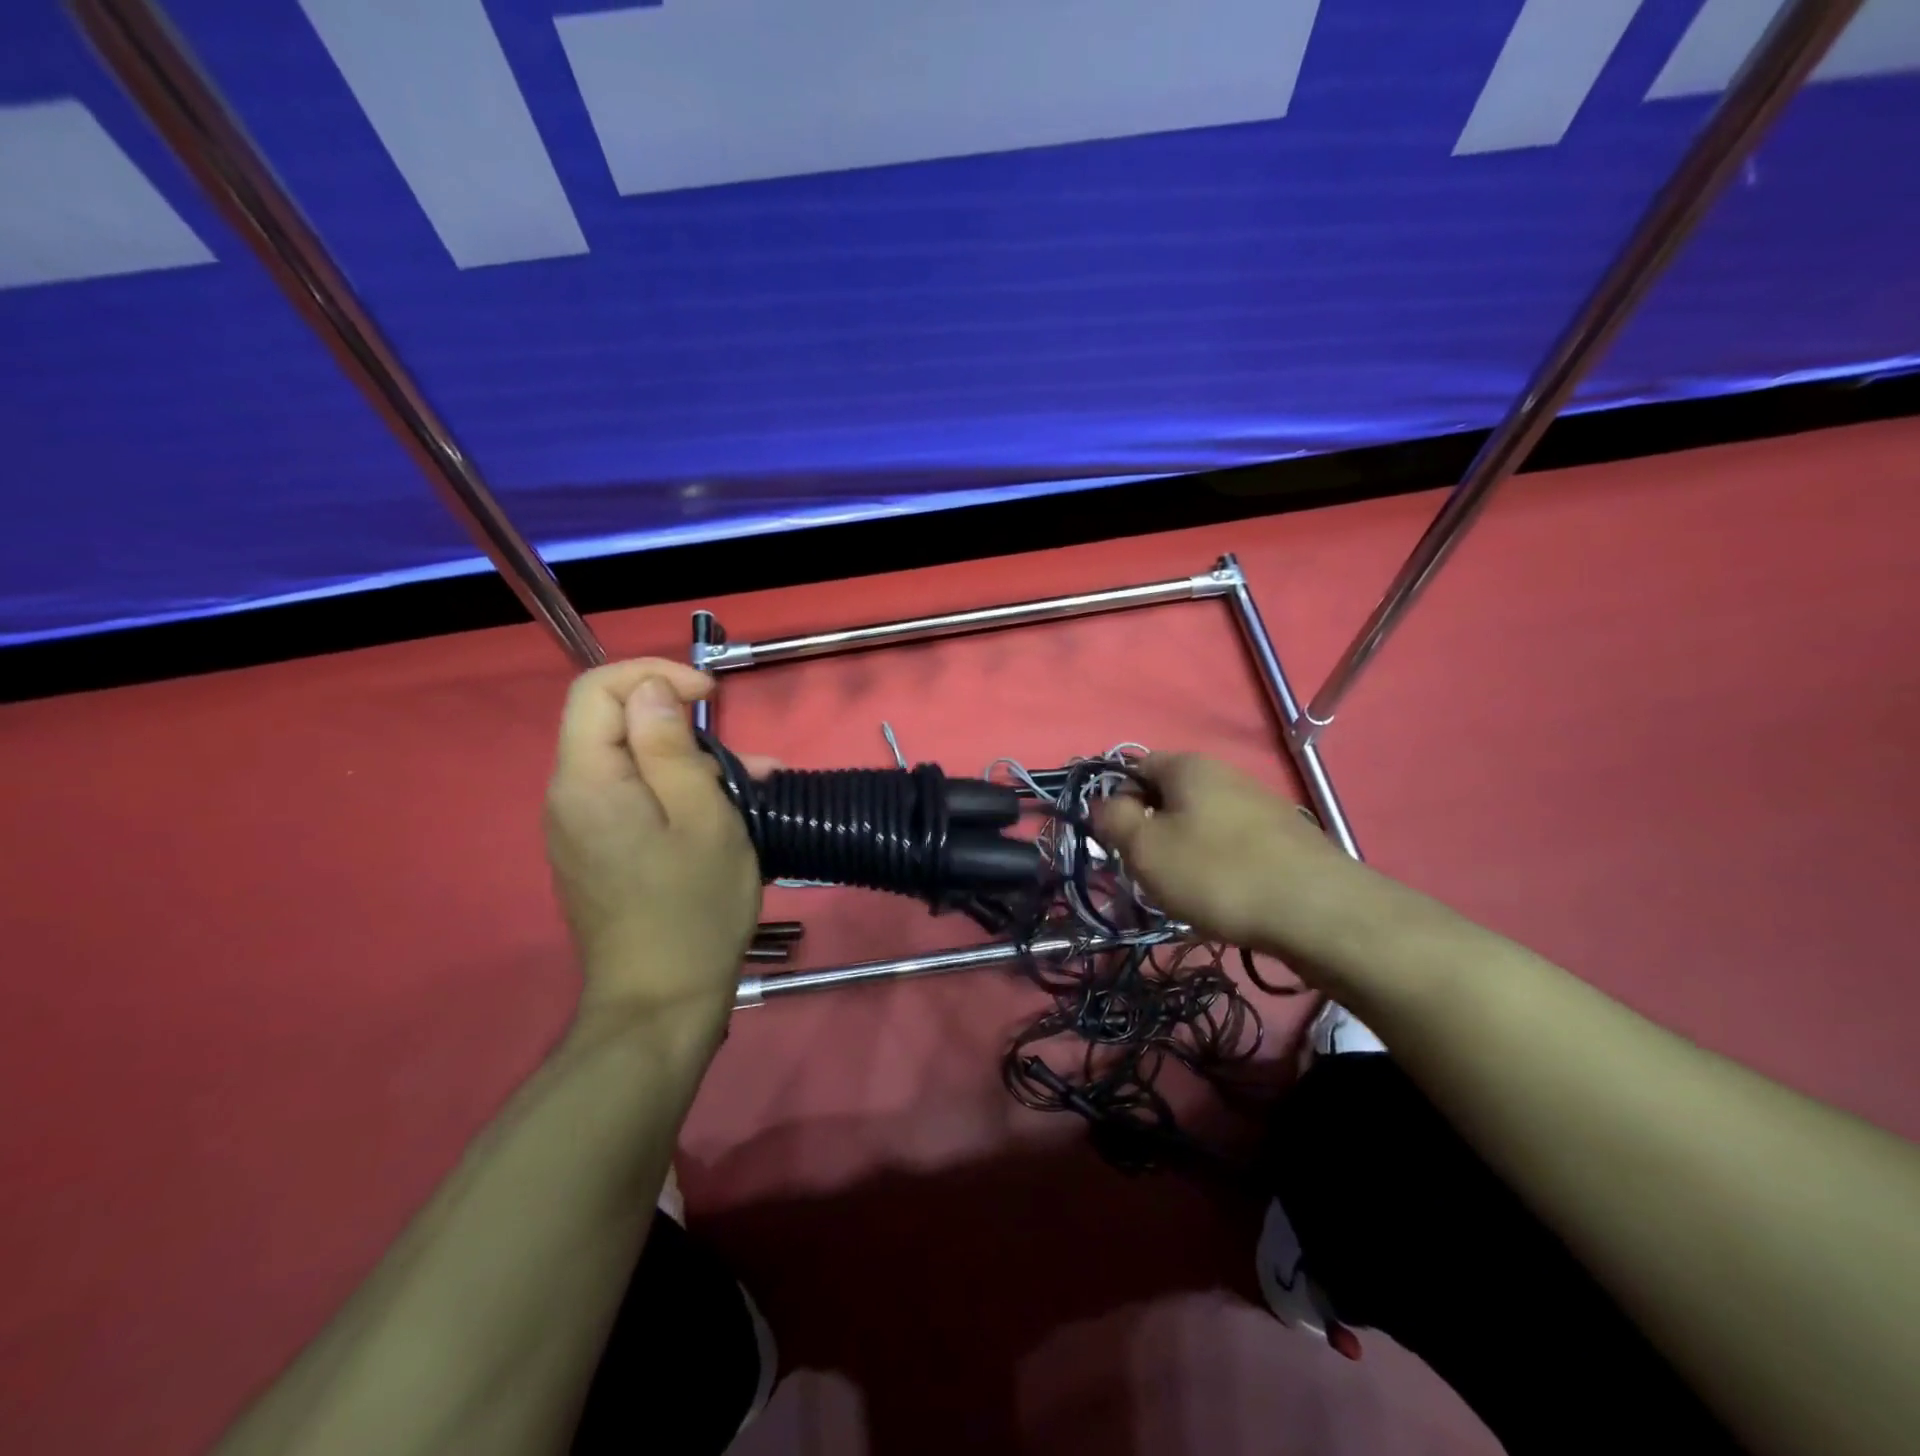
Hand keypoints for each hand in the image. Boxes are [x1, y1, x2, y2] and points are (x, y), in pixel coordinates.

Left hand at [544, 659, 761, 1021]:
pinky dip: (676, 793)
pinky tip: (725, 816)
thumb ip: (673, 747)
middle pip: (614, 724)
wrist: (660, 1005)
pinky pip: (632, 799)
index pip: (599, 689)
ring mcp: (579, 828)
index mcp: (588, 781)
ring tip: (755, 787)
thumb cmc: (693, 909)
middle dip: (683, 725)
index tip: (712, 696)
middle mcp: (569, 797)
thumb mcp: (703, 819)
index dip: (656, 674)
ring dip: (690, 763)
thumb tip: (652, 690)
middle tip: (747, 759)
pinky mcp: (596, 852)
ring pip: (631, 763)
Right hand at [1095, 754, 1358, 966]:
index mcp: (1188, 766)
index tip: (1117, 842)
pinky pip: (1233, 844)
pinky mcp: (1285, 837)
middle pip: (1170, 796)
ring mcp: (1261, 804)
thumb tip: (1104, 804)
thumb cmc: (1217, 873)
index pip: (1135, 766)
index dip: (1117, 800)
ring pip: (1202, 822)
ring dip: (1185, 850)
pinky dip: (1219, 865)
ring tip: (1186, 890)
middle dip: (1152, 830)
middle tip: (1147, 870)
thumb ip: (1113, 820)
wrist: (1318, 912)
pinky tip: (1225, 897)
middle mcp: (1226, 773)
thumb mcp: (1145, 849)